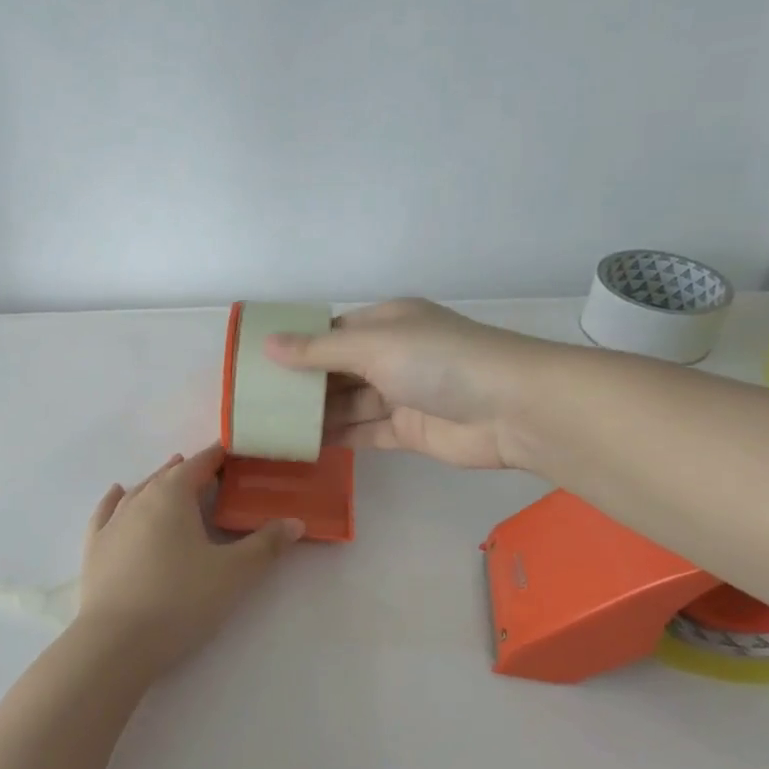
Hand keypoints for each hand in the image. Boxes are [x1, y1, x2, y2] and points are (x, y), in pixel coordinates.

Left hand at [77, 445, 302, 679]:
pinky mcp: (94, 547)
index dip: (218, 456)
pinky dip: (116, 500)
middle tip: (212, 475)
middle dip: (190, 471)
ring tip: (171, 476)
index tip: (235, 453)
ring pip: (138, 491)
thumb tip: (295, 522)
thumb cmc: (181, 600)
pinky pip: (106, 512)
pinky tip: (118, 494)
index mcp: (172, 495)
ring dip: (158, 483)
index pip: (200, 464)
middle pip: (168, 475)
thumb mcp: (234, 574)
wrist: (116, 642)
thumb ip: (266, 545)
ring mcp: (112, 523)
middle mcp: (139, 499)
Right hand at [264, 299, 542, 468]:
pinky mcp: (409, 431)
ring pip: (349, 404)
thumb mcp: (373, 346)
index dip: (298, 345)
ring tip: (272, 425)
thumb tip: (267, 345)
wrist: (511, 408)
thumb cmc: (438, 361)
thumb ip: (319, 351)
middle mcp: (393, 355)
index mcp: (387, 323)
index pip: (333, 332)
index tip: (259, 362)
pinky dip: (339, 438)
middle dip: (303, 383)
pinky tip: (304, 446)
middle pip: (338, 370)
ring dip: (317, 414)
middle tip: (258, 400)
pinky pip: (365, 433)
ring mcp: (402, 395)